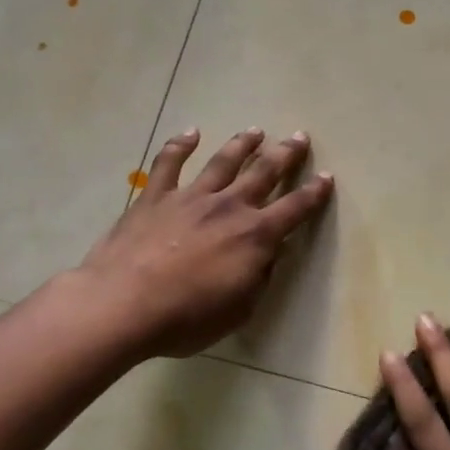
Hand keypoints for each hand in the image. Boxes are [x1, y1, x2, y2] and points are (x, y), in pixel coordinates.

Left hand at [76, 128, 333, 359]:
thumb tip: (270, 255)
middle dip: (285, 154)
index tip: (326, 177)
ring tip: (255, 131)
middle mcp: (229, 207)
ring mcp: (191, 197)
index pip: (294, 209)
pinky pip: (169, 163)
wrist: (124, 304)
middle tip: (298, 137)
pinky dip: (180, 145)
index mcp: (255, 236)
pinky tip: (190, 133)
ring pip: (223, 161)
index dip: (313, 193)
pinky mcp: (156, 197)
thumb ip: (258, 278)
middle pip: (264, 172)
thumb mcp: (239, 310)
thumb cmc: (186, 318)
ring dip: (242, 144)